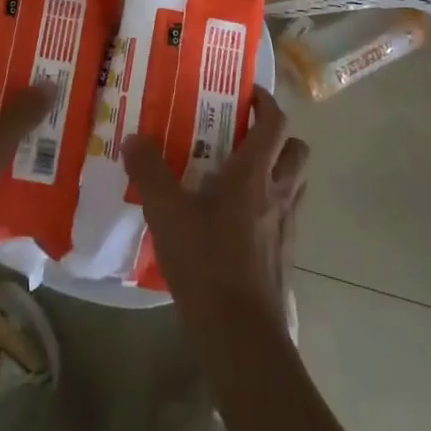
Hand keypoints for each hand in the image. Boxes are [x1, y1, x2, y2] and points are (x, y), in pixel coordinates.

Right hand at [123, 87, 309, 336]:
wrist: (241, 336)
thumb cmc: (207, 263)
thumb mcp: (167, 214)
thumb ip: (150, 172)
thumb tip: (134, 139)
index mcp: (255, 174)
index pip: (275, 123)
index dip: (266, 103)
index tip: (248, 94)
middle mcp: (279, 193)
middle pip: (297, 150)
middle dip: (278, 136)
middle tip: (245, 135)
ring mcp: (287, 226)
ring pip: (295, 183)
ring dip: (277, 170)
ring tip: (240, 174)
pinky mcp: (284, 255)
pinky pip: (285, 215)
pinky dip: (270, 206)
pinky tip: (237, 221)